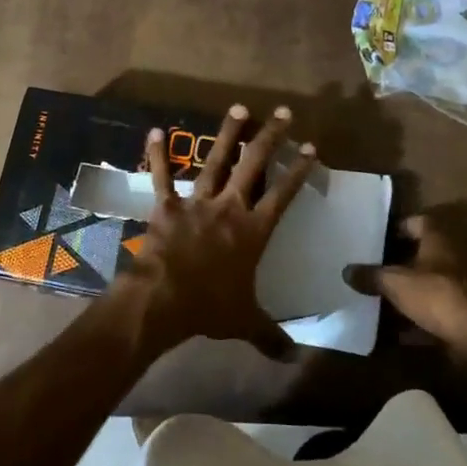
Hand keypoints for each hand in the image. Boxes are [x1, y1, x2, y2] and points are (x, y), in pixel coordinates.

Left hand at [124, 104, 315, 359]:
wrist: (164, 299)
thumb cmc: (209, 307)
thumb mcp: (246, 322)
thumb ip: (271, 335)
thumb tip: (294, 358)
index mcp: (253, 231)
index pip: (284, 194)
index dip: (298, 169)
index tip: (310, 146)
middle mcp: (230, 207)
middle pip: (255, 165)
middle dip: (270, 136)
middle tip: (283, 112)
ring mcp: (197, 202)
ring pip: (216, 160)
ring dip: (228, 134)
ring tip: (239, 107)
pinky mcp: (167, 205)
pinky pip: (162, 176)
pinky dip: (158, 154)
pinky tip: (156, 130)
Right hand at [343, 216, 466, 354]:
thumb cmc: (435, 296)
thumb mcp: (396, 283)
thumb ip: (371, 276)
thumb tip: (347, 271)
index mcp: (436, 243)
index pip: (419, 222)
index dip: (399, 226)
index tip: (378, 234)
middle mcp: (448, 262)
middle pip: (418, 257)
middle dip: (395, 264)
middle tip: (368, 267)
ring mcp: (454, 291)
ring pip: (422, 288)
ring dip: (401, 294)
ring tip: (372, 298)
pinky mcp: (456, 318)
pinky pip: (426, 316)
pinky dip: (409, 323)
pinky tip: (387, 332)